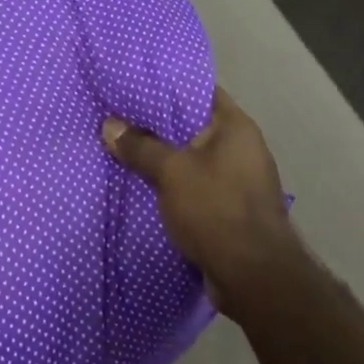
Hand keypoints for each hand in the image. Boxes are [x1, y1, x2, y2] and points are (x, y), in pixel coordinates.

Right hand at [101, 87, 301, 309]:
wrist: (254, 279)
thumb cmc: (216, 210)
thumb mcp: (171, 172)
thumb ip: (140, 146)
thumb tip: (109, 125)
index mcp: (235, 127)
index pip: (199, 92)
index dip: (166, 87)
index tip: (133, 84)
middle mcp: (241, 148)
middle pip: (192, 127)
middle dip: (156, 126)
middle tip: (117, 117)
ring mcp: (238, 181)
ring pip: (191, 160)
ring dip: (162, 159)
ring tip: (122, 149)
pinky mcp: (230, 211)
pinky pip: (194, 187)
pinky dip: (171, 186)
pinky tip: (141, 186)